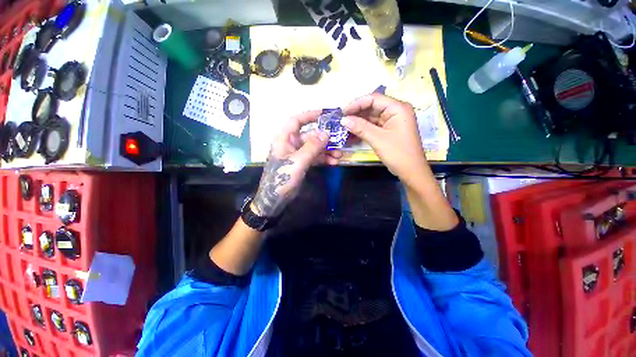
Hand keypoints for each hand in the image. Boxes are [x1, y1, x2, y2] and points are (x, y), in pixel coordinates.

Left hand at [252, 110, 342, 216]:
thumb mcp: (298, 161)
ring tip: (339, 155)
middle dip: (325, 139)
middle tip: (339, 142)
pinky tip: (333, 162)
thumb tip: (326, 133)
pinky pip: (314, 157)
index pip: (297, 120)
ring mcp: (297, 154)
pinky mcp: (301, 163)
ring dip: (326, 150)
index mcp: (285, 138)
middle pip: (310, 135)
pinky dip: (323, 159)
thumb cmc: (282, 177)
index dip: (310, 115)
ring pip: (314, 147)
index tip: (326, 115)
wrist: (275, 198)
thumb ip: (312, 147)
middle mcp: (291, 143)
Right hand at [342, 94, 427, 186]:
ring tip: (344, 126)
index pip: (374, 99)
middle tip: (342, 120)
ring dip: (358, 122)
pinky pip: (373, 125)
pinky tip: (352, 132)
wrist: (411, 171)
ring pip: (372, 117)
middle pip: (372, 107)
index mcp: (398, 108)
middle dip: (356, 113)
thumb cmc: (398, 153)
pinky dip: (363, 129)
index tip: (343, 112)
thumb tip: (343, 120)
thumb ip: (360, 128)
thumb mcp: (378, 139)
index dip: (357, 104)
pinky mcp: (389, 130)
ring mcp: (392, 121)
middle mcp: (396, 111)